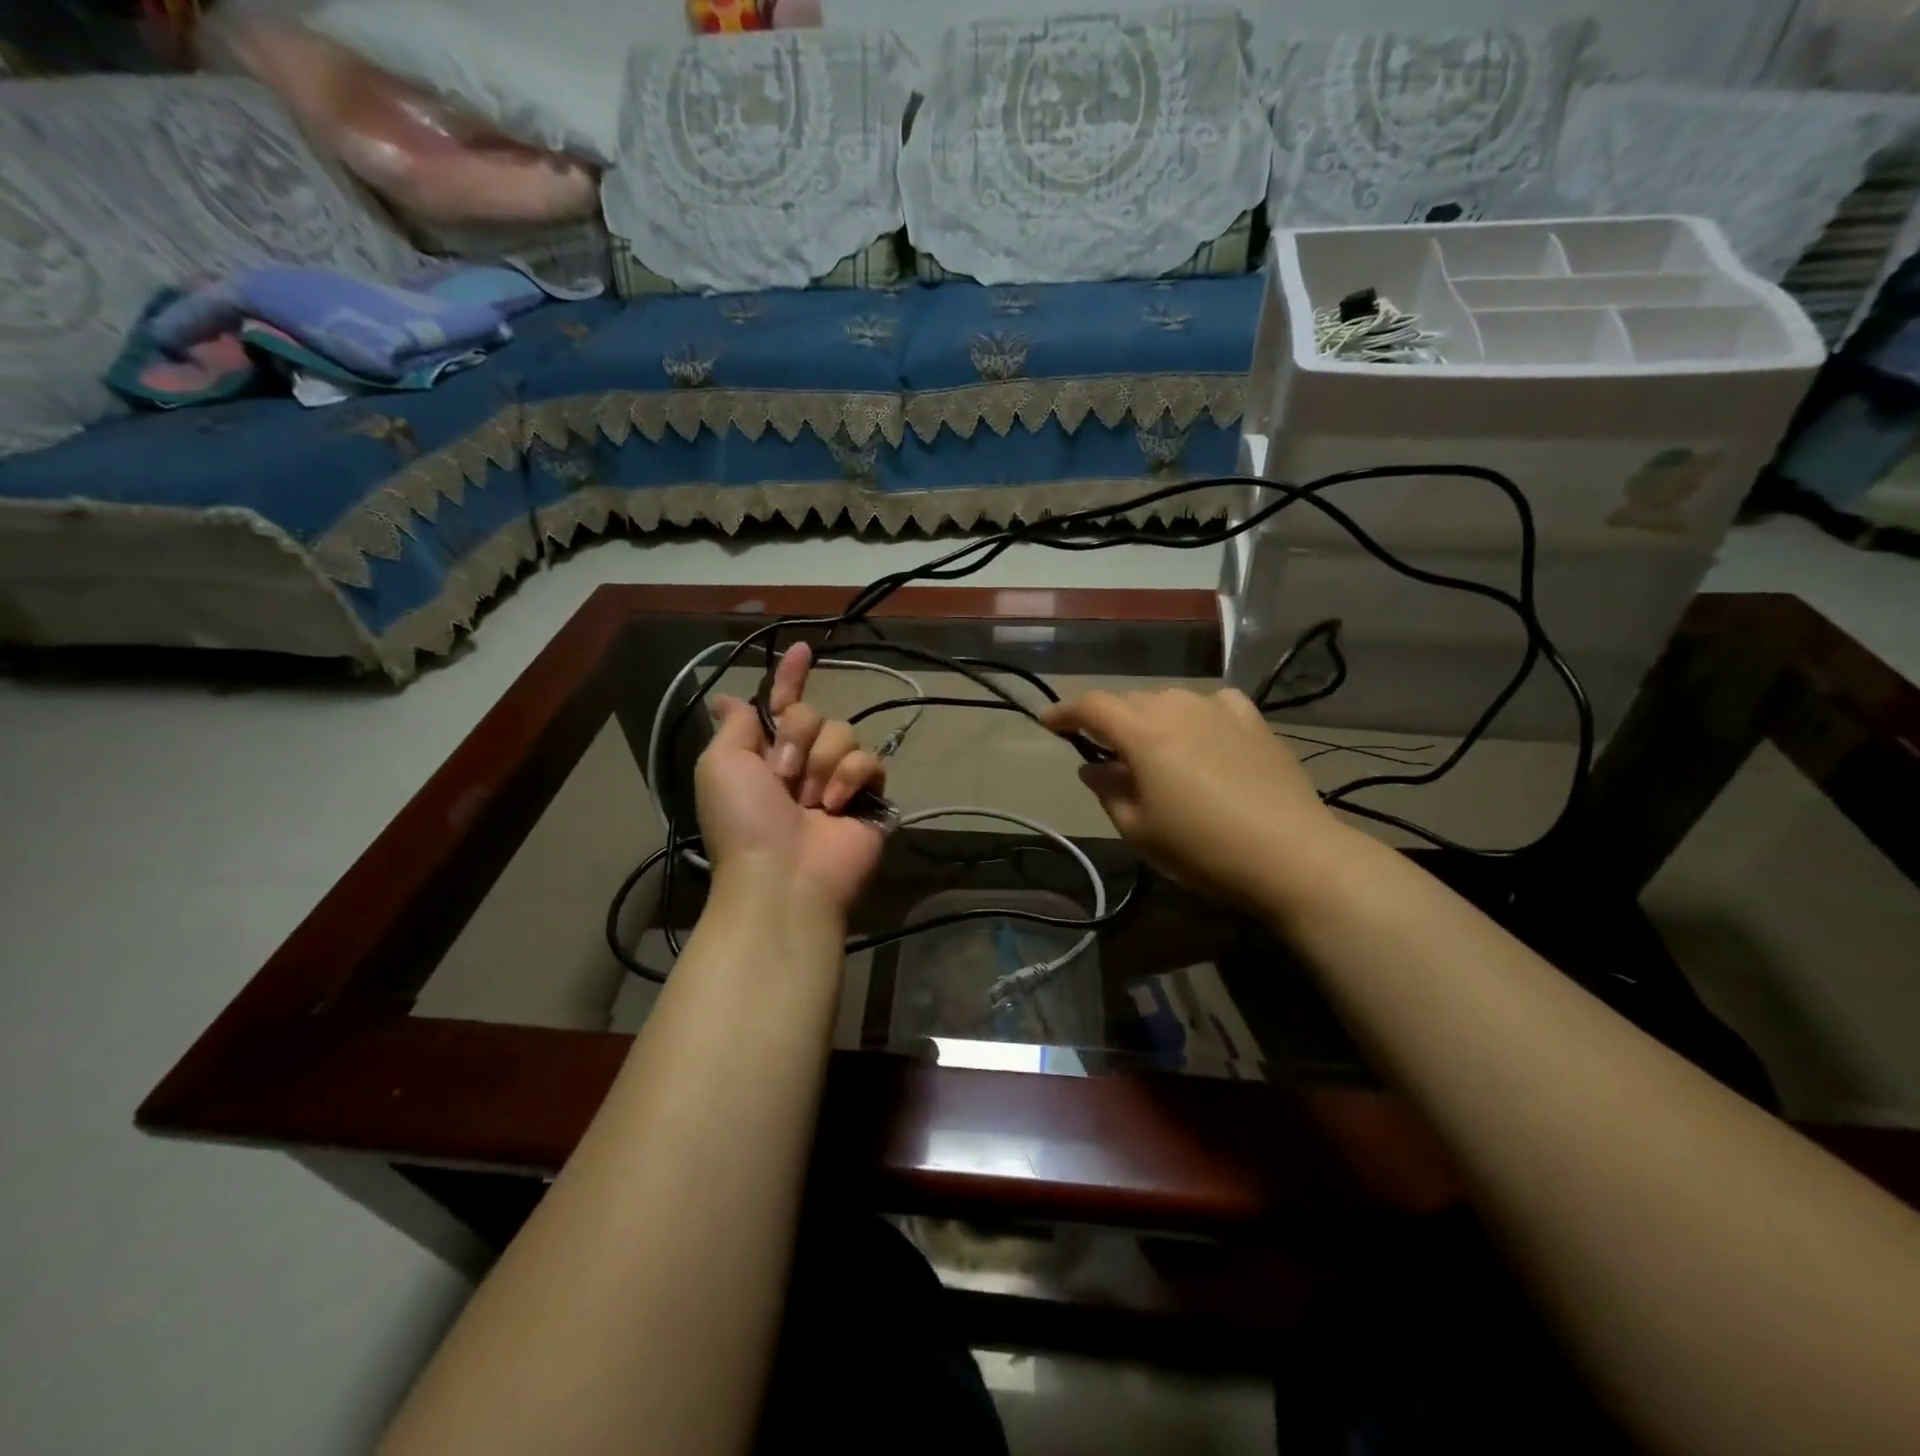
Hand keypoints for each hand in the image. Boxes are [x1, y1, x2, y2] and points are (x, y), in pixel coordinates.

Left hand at [694, 642, 887, 914]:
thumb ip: (734, 726)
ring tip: (810, 801)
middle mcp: (802, 762)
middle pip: (813, 714)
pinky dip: (851, 779)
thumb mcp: (719, 766)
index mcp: (765, 753)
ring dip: (822, 763)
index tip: (803, 648)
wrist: (783, 874)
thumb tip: (726, 698)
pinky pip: (870, 760)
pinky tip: (837, 805)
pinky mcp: (868, 796)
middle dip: (797, 737)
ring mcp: (837, 779)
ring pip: (844, 733)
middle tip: (783, 775)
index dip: (791, 677)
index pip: (781, 704)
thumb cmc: (744, 820)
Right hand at [1042, 687, 1358, 911]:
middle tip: (1104, 753)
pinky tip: (1202, 734)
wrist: (1291, 855)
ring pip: (1170, 700)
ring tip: (1153, 749)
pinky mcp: (1253, 721)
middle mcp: (1178, 708)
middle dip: (1110, 721)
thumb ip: (1109, 792)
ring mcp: (1220, 710)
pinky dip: (1195, 715)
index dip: (1065, 712)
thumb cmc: (1202, 848)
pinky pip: (1212, 704)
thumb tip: (1093, 769)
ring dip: (1151, 719)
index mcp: (1143, 733)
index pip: (1092, 707)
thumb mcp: (1140, 829)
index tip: (1048, 723)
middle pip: (1130, 701)